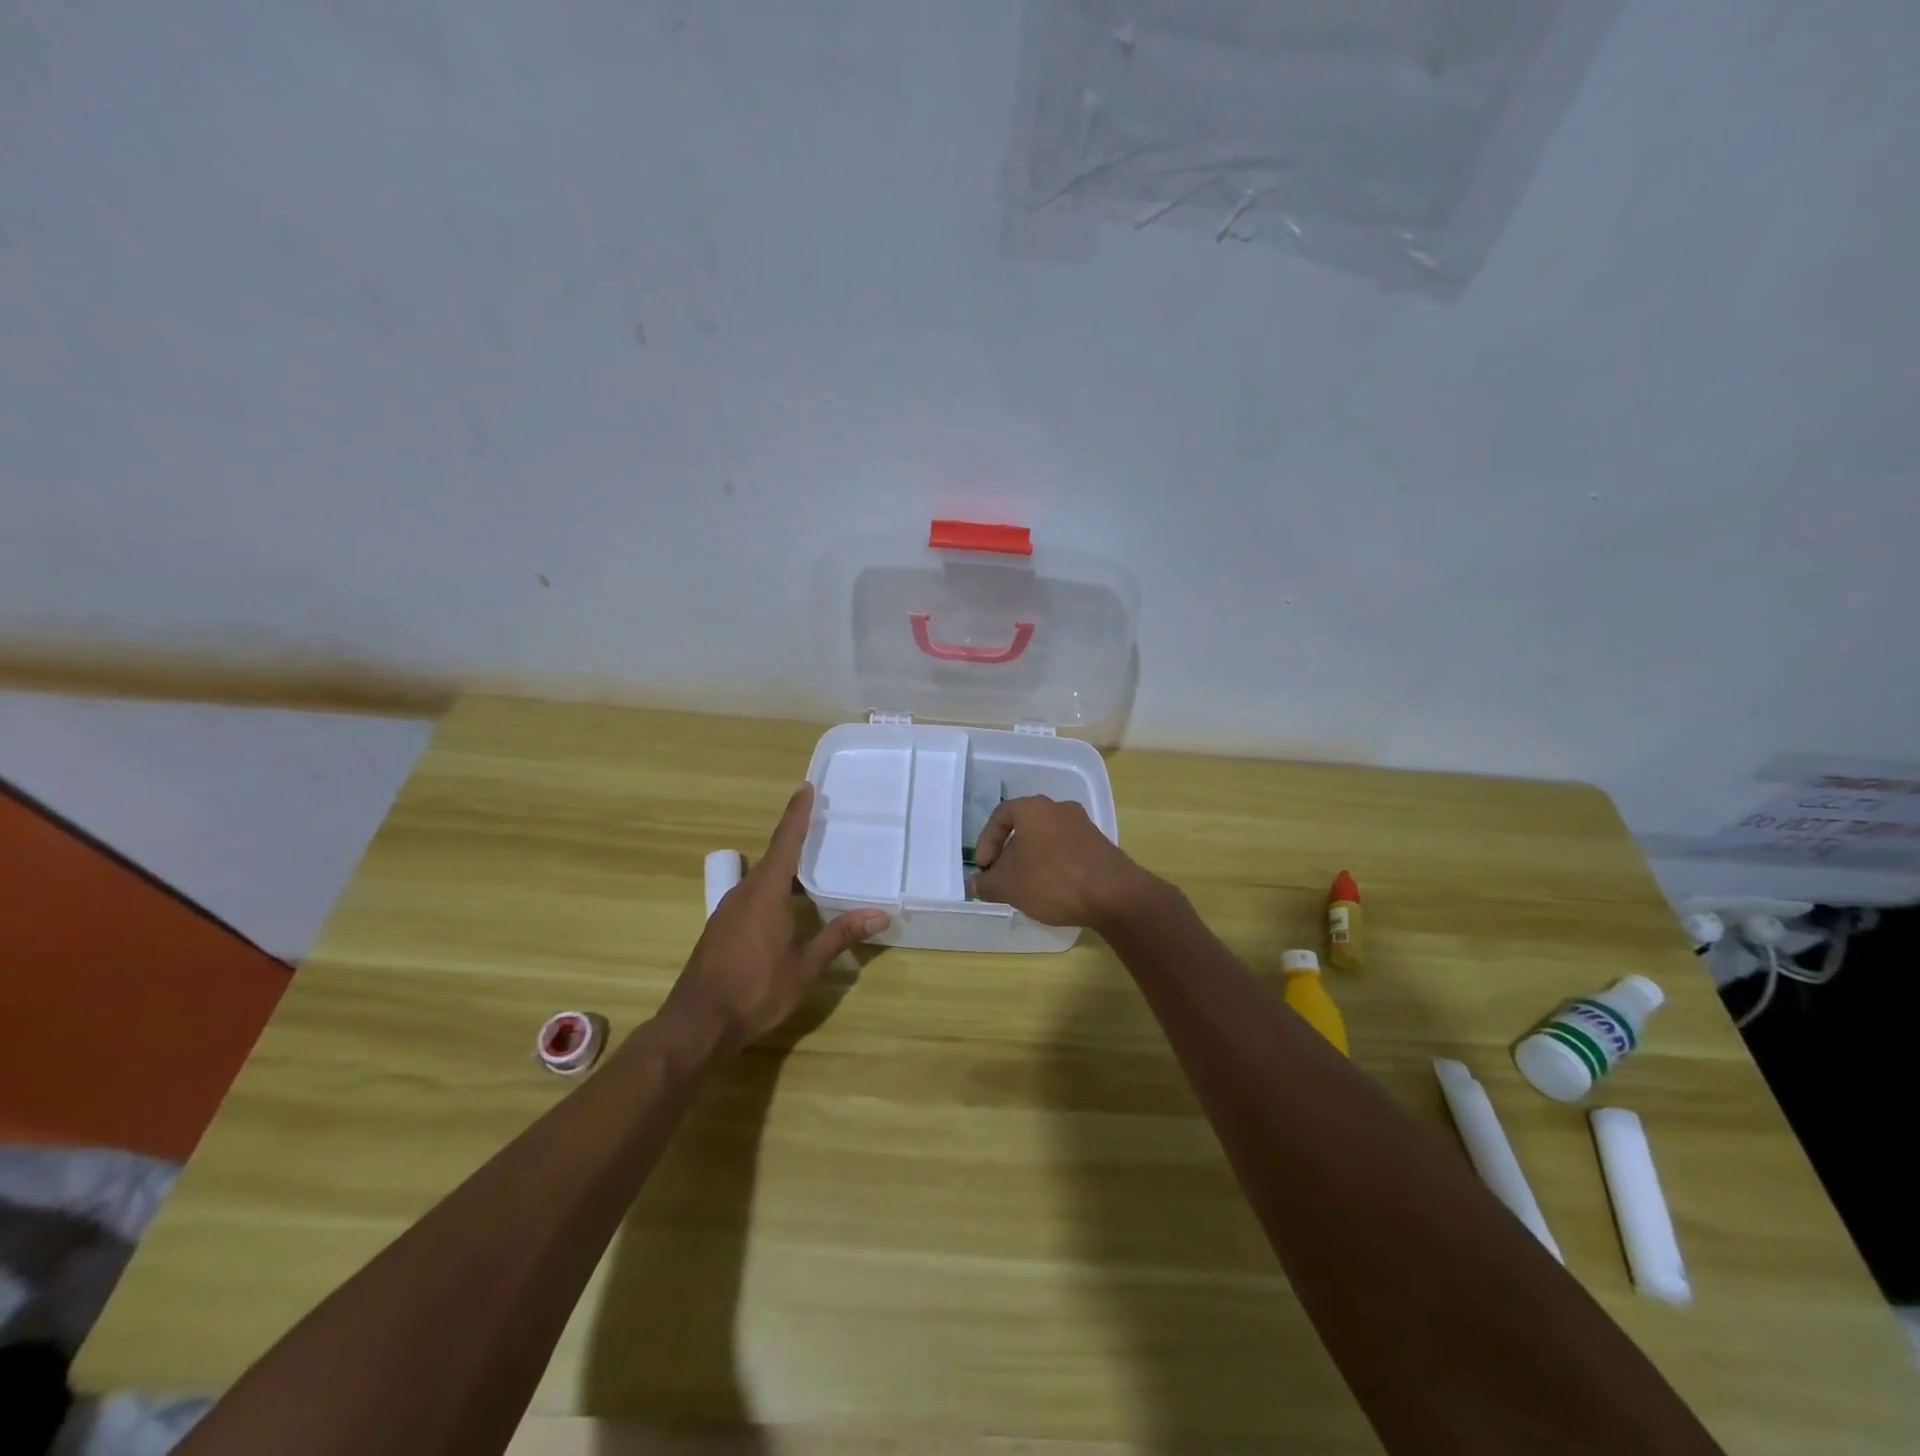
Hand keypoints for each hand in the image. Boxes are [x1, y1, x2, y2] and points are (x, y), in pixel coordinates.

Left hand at [664, 784, 889, 1054]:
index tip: (806, 788)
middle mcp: (743, 893)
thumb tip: (881, 913)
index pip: (785, 842)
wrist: (696, 1025)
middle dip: (796, 843)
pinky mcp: (721, 930)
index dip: (797, 814)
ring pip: (762, 881)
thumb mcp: (806, 966)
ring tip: (812, 872)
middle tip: (823, 831)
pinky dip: (773, 893)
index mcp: (765, 893)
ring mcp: (728, 912)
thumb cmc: (755, 990)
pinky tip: (788, 912)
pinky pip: (752, 898)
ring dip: (785, 872)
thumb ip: (840, 935)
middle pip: (774, 859)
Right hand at [967, 795, 1156, 933]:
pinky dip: (1054, 865)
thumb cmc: (1052, 880)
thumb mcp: (1009, 886)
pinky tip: (1053, 890)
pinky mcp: (1100, 844)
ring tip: (1027, 887)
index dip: (986, 842)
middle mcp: (1059, 808)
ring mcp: (1083, 825)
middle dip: (1009, 853)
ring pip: (1046, 839)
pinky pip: (1066, 850)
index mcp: (1034, 808)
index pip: (1000, 816)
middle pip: (1024, 827)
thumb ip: (987, 883)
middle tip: (1002, 878)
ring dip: (1032, 860)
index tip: (984, 869)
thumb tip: (974, 883)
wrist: (1114, 894)